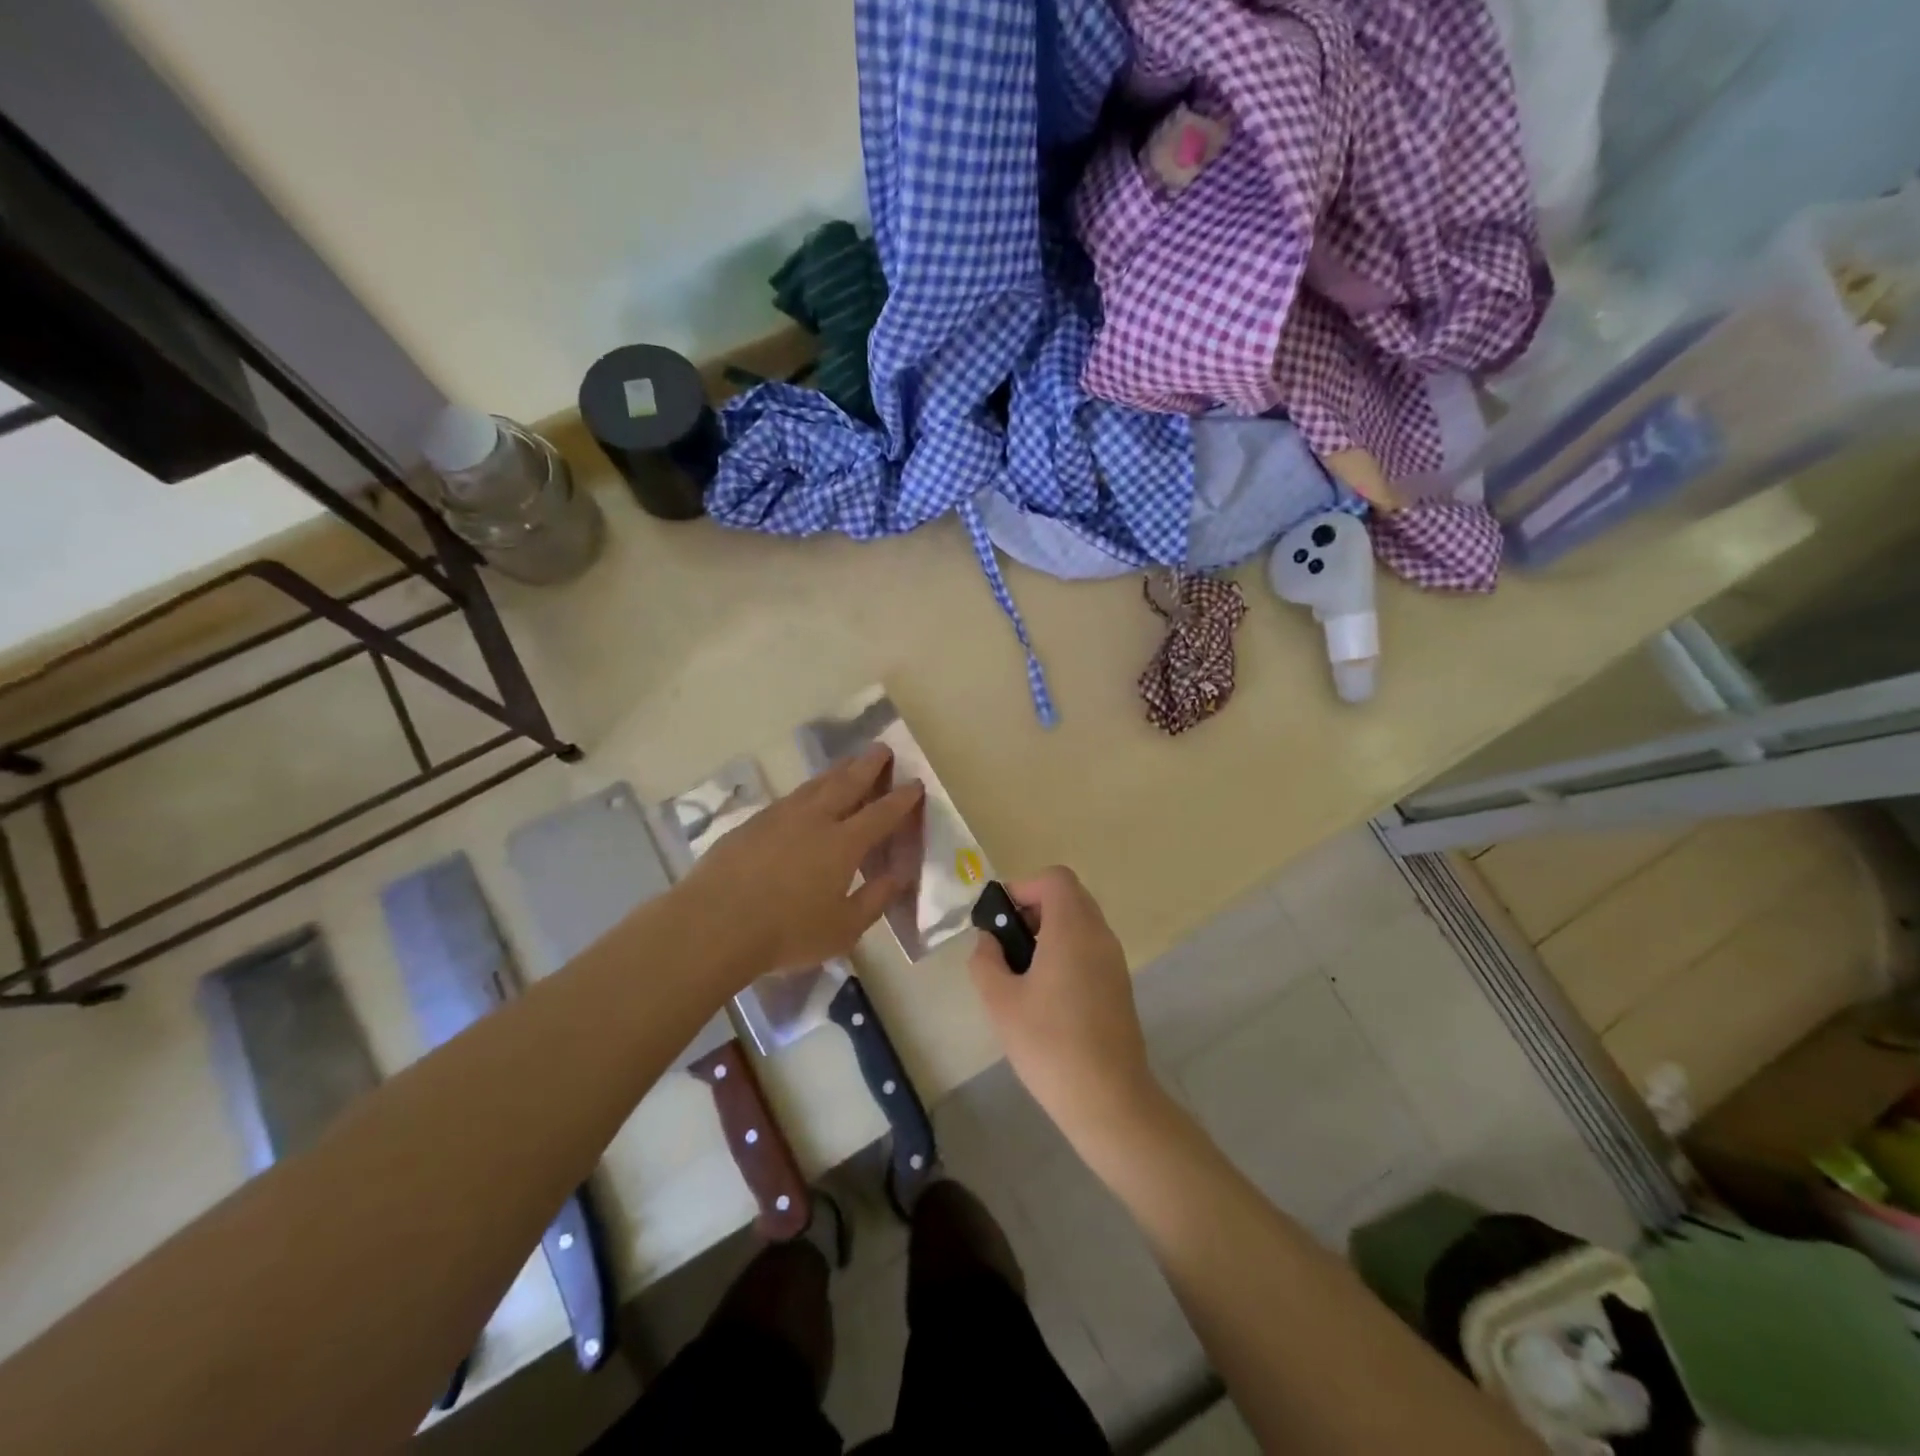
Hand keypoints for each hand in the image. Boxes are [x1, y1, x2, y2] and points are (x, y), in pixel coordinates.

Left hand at [684, 745, 922, 982]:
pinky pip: (790, 797)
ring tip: (849, 761)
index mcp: (844, 844)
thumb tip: (899, 876)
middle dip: (869, 764)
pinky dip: (808, 789)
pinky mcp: (753, 823)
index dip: (901, 798)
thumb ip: (875, 899)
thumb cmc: (787, 932)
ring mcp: (781, 817)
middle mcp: (815, 819)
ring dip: (837, 770)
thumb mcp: (843, 928)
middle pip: (848, 783)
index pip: (881, 813)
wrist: (714, 924)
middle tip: (882, 748)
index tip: (914, 783)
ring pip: (816, 784)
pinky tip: (806, 795)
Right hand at [969, 867, 1163, 1143]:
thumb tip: (989, 942)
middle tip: (1007, 945)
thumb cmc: (1049, 1044)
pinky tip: (1046, 994)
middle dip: (1034, 909)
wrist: (1108, 1099)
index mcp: (1073, 929)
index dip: (1023, 888)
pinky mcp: (1119, 984)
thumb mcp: (1000, 1001)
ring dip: (1050, 931)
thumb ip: (986, 961)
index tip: (1000, 921)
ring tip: (1022, 972)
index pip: (1054, 879)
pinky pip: (1090, 947)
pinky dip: (1066, 951)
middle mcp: (1099, 935)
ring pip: (1080, 922)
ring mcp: (1114, 960)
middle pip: (1068, 896)